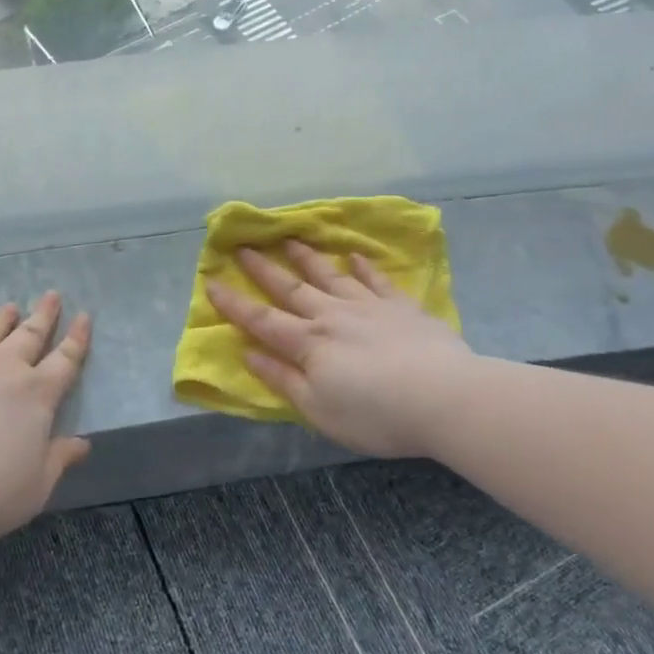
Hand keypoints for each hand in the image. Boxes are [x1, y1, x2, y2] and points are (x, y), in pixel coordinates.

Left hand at [0, 292, 91, 546]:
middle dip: (44, 315)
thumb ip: (58, 459)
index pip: (65, 359)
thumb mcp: (36, 485)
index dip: (76, 338)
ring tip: (10, 307)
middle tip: (51, 294)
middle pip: (30, 335)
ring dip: (4, 320)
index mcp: (37, 394)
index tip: (83, 316)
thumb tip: (82, 444)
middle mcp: (4, 370)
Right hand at [205, 242, 476, 457]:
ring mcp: (368, 306)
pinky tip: (355, 256)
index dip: (234, 303)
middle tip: (243, 246)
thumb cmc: (375, 414)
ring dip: (307, 258)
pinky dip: (364, 267)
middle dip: (263, 269)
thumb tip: (248, 352)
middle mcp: (332, 316)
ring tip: (290, 239)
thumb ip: (282, 379)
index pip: (262, 320)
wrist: (442, 397)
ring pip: (330, 276)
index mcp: (309, 343)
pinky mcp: (401, 307)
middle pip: (291, 289)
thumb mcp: (319, 409)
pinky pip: (377, 281)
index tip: (211, 282)